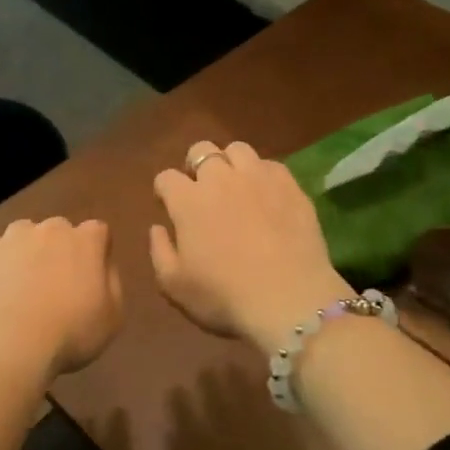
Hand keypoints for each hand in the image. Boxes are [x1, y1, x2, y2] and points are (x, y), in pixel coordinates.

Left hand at [0, 217, 123, 382]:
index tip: (89, 276)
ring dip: (25, 253)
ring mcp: (11, 236)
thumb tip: (101, 265)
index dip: (94, 252)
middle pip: (58, 231)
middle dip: (58, 250)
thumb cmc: (70, 335)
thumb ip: (111, 281)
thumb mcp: (113, 316)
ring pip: (23, 236)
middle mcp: (50, 228)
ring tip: (19, 288)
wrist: (9, 348)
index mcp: (85, 240)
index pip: (97, 231)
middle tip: (53, 284)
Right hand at [150, 140, 352, 352]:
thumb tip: (158, 227)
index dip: (164, 190)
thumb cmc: (223, 296)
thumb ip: (159, 251)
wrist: (288, 300)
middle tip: (200, 190)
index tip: (167, 205)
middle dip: (196, 165)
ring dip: (230, 163)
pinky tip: (266, 195)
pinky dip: (262, 175)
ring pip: (238, 150)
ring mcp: (259, 178)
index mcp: (188, 200)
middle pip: (202, 150)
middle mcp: (221, 178)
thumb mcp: (174, 285)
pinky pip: (272, 165)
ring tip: (235, 185)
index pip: (166, 177)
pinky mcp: (291, 186)